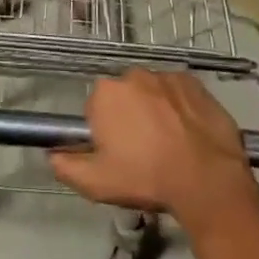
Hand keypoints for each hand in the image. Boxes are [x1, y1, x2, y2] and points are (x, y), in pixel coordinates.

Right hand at [50, 71, 258, 227]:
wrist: (206, 178)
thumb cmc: (146, 178)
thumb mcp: (96, 183)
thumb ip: (66, 165)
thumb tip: (52, 154)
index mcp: (105, 93)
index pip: (96, 108)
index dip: (105, 132)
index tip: (118, 153)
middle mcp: (133, 75)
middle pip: (124, 96)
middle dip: (129, 117)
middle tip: (143, 150)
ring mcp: (166, 75)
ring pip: (152, 92)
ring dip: (155, 110)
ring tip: (170, 143)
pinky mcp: (194, 81)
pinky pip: (178, 92)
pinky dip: (179, 106)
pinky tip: (188, 131)